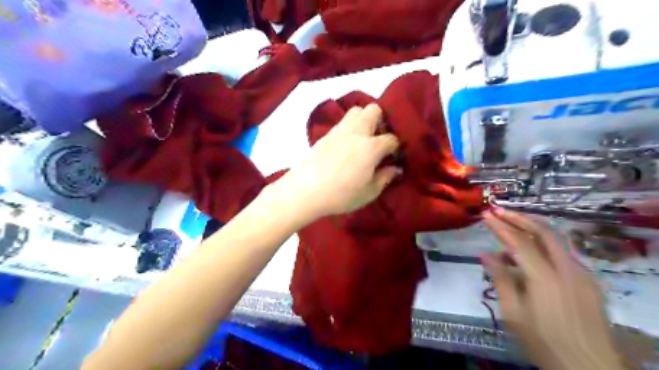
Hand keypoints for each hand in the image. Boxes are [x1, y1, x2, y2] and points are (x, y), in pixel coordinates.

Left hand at [275, 104, 398, 218]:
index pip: (391, 139)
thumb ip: (385, 178)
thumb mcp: (369, 192)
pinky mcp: (325, 135)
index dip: (395, 148)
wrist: (305, 191)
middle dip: (381, 121)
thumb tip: (395, 169)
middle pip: (373, 110)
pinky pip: (342, 123)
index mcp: (371, 147)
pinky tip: (346, 146)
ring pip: (356, 111)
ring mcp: (339, 131)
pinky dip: (348, 128)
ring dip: (363, 120)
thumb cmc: (341, 195)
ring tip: (362, 140)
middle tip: (378, 140)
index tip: (393, 158)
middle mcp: (356, 132)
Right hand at [482, 210, 623, 369]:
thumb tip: (486, 254)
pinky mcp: (590, 281)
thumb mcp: (513, 314)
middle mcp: (568, 270)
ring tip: (509, 234)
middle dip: (519, 217)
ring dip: (531, 229)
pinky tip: (530, 256)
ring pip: (556, 240)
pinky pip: (563, 254)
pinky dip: (543, 246)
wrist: (589, 369)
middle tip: (499, 211)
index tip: (485, 215)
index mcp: (546, 279)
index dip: (501, 227)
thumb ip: (501, 280)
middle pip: (544, 231)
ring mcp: (583, 274)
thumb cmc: (544, 342)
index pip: (520, 242)